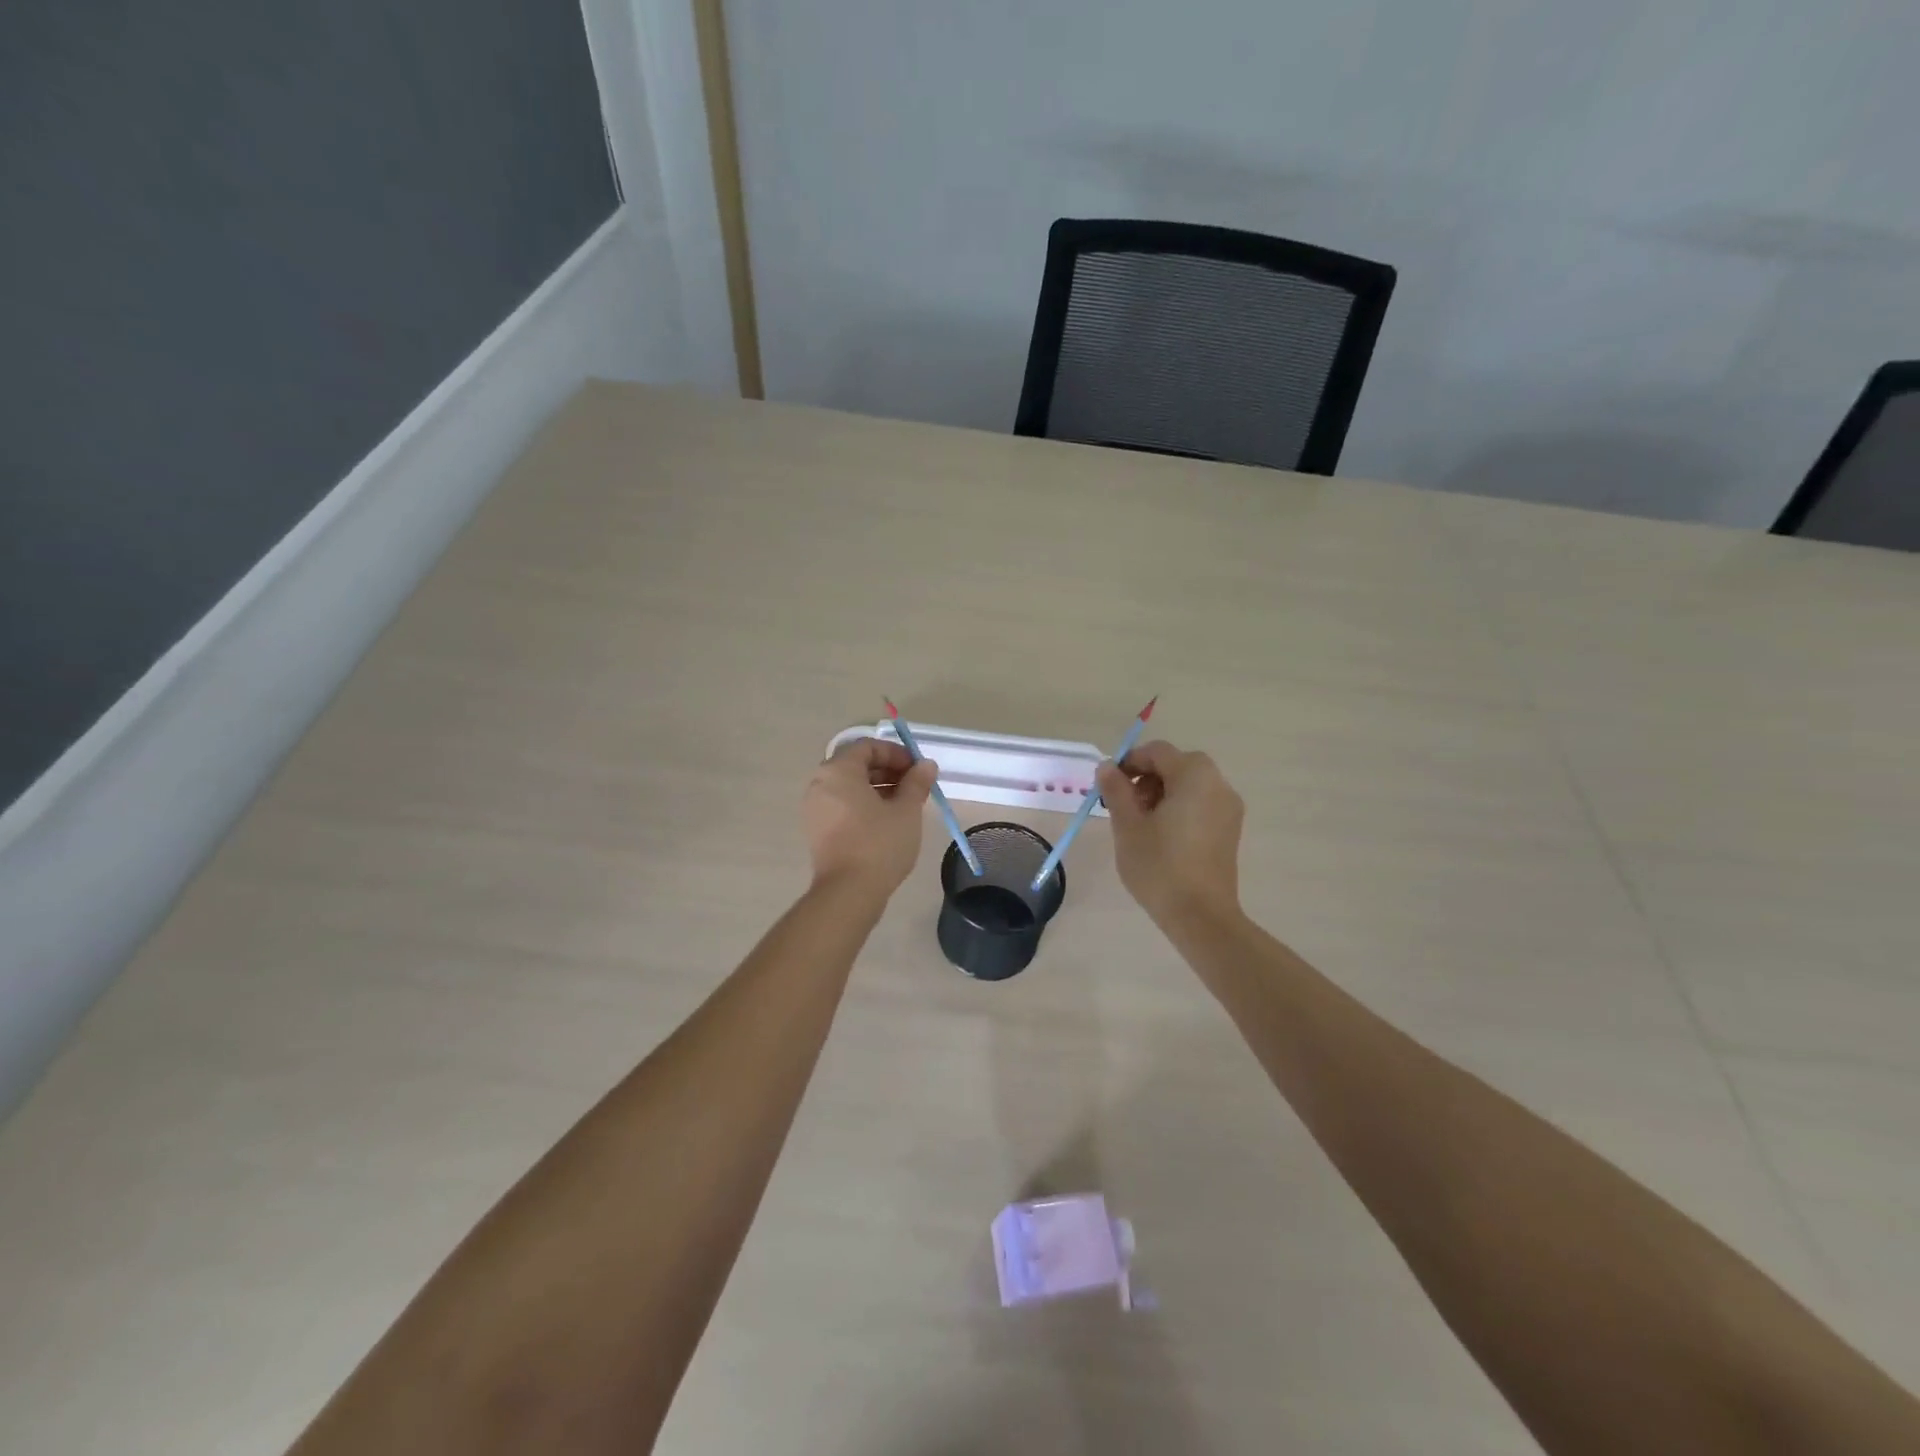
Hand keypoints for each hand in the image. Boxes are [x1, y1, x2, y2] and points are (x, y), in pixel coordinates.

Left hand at [803, 738, 937, 895]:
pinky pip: (841, 805)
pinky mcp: (816, 830)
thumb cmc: (879, 843)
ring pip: (849, 787)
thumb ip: (917, 782)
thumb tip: (926, 765)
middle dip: (888, 771)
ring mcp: (814, 808)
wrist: (848, 892)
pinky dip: (863, 805)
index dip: (896, 753)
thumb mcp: (906, 810)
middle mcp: (820, 783)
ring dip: (877, 789)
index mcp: (838, 771)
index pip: (867, 747)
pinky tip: (886, 822)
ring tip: (904, 805)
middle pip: (856, 765)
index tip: (917, 769)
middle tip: (914, 787)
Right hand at [1096, 740, 1243, 925]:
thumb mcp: (1128, 825)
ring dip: (1161, 793)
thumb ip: (1116, 789)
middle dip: (1145, 779)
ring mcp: (1228, 808)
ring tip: (1140, 824)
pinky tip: (1161, 837)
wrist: (1201, 916)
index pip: (1157, 752)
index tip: (1109, 787)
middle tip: (1124, 806)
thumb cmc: (1160, 866)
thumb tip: (1107, 766)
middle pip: (1176, 765)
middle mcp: (1218, 784)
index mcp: (1194, 775)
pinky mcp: (1230, 830)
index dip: (1129, 763)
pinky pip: (1200, 804)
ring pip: (1188, 785)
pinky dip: (1179, 808)